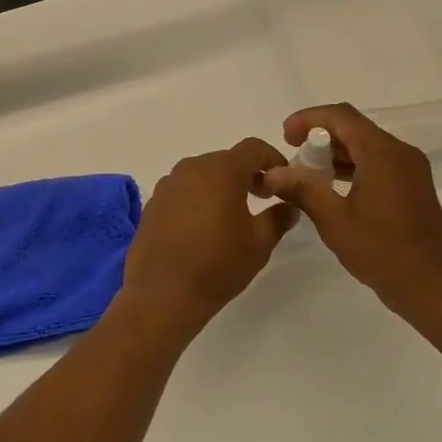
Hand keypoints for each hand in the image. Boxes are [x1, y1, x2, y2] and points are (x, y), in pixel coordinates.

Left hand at [119, 139, 299, 341]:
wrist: (163, 294)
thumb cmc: (218, 265)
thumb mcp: (259, 243)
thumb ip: (278, 218)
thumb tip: (288, 207)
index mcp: (221, 170)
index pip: (253, 148)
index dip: (273, 159)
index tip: (283, 181)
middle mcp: (192, 168)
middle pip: (226, 160)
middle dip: (247, 174)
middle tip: (262, 199)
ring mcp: (168, 184)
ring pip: (202, 174)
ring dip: (220, 186)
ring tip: (231, 216)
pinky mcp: (153, 203)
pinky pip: (182, 190)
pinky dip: (197, 198)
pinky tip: (202, 228)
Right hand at [261, 104, 441, 319]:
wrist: (432, 287)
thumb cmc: (382, 251)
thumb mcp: (334, 220)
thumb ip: (302, 189)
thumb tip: (271, 172)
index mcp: (383, 153)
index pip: (341, 116)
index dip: (309, 119)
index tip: (284, 137)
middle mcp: (400, 153)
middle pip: (354, 128)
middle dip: (319, 137)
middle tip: (292, 156)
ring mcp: (410, 169)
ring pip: (366, 146)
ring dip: (335, 153)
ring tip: (306, 174)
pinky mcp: (413, 186)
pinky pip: (378, 163)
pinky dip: (353, 167)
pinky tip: (332, 188)